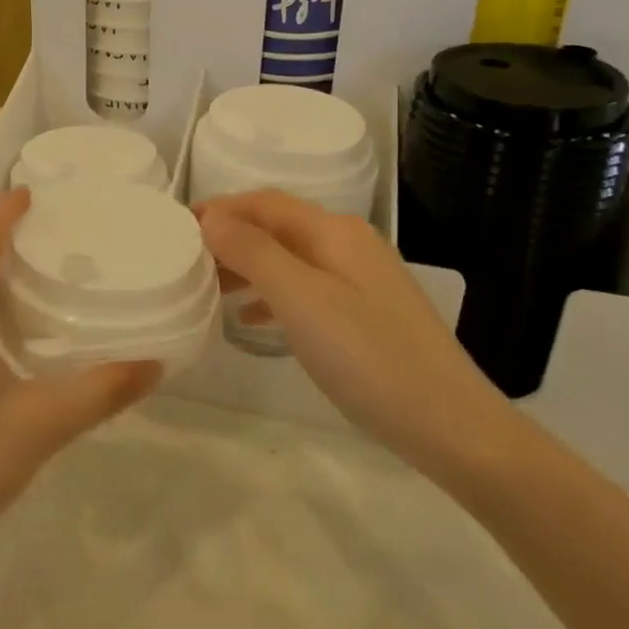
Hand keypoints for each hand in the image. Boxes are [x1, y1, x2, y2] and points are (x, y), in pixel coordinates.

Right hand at [196, 190, 514, 478]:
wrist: (452, 426)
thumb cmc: (369, 358)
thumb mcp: (302, 301)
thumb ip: (253, 253)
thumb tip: (211, 218)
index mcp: (335, 232)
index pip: (265, 202)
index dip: (220, 208)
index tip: (176, 227)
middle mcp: (349, 244)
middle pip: (277, 226)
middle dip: (230, 236)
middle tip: (184, 259)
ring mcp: (361, 279)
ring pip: (289, 258)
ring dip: (247, 265)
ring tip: (207, 286)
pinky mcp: (365, 313)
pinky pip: (305, 288)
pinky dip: (271, 294)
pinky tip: (251, 319)